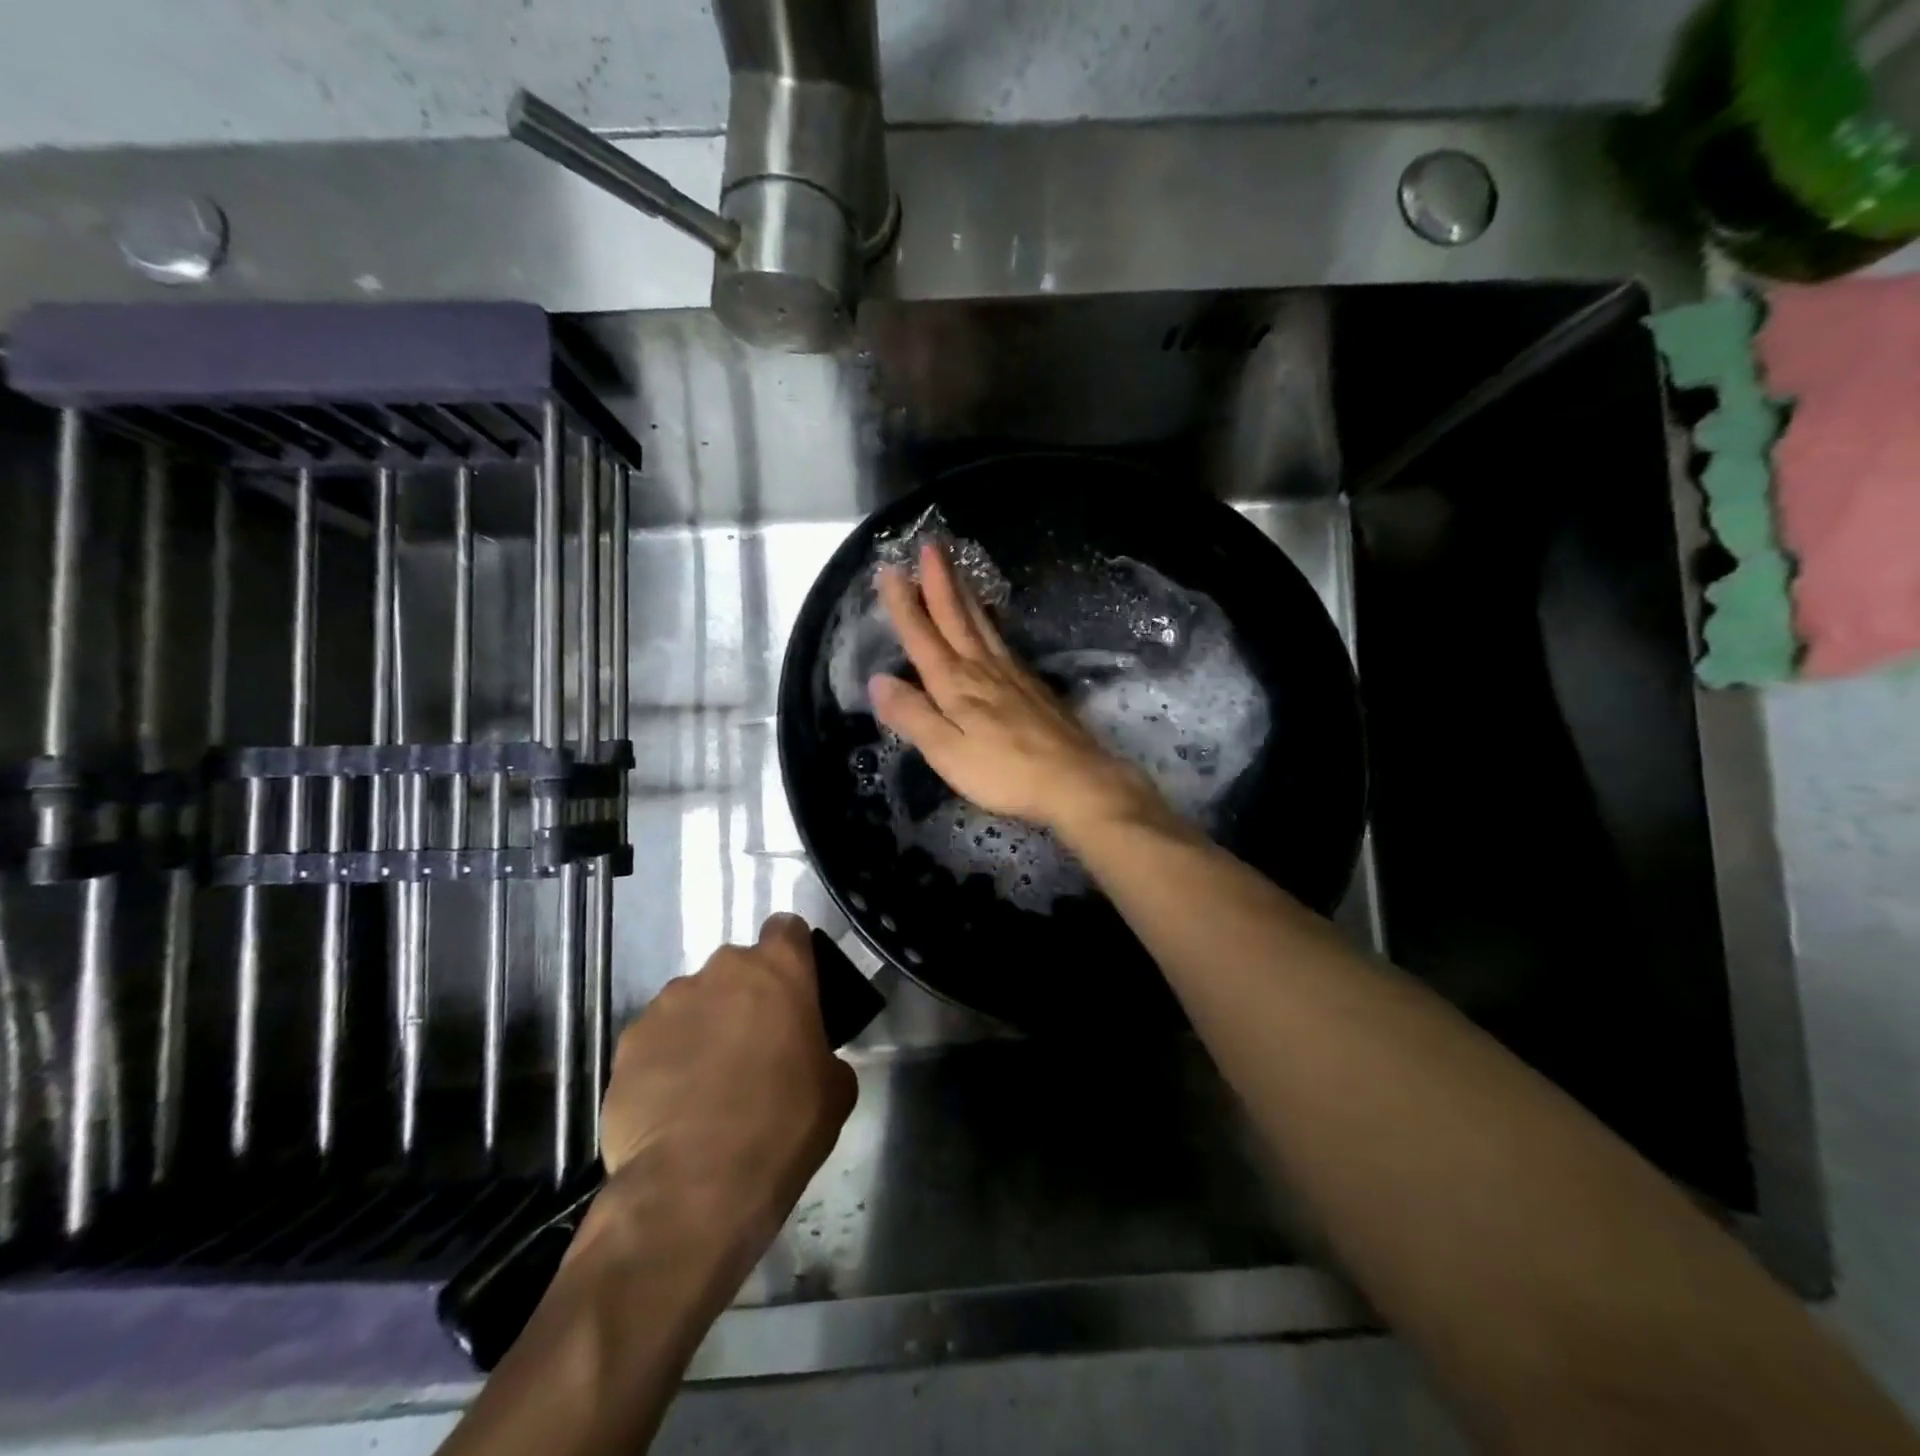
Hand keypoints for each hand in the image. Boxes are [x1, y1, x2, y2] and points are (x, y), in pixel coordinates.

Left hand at [596, 914, 856, 1263]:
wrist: (694, 1187)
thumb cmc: (782, 1127)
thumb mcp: (835, 1089)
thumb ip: (823, 1051)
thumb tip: (807, 1056)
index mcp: (779, 969)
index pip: (787, 929)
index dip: (792, 956)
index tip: (794, 991)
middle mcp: (721, 970)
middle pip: (738, 969)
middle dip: (746, 997)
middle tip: (754, 1047)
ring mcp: (669, 1002)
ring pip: (694, 1001)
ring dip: (705, 1026)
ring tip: (706, 1083)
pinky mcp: (629, 1041)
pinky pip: (658, 1037)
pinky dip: (667, 1058)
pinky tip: (673, 1104)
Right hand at [869, 541, 1169, 839]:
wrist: (1076, 780)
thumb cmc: (1005, 772)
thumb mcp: (948, 753)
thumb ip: (913, 716)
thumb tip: (878, 680)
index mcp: (956, 685)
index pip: (923, 638)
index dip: (905, 605)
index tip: (890, 570)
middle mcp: (983, 669)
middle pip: (957, 617)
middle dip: (940, 581)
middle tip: (931, 545)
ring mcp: (1012, 674)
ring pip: (982, 624)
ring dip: (964, 594)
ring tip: (955, 569)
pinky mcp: (1033, 686)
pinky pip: (1002, 640)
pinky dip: (990, 621)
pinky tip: (990, 621)